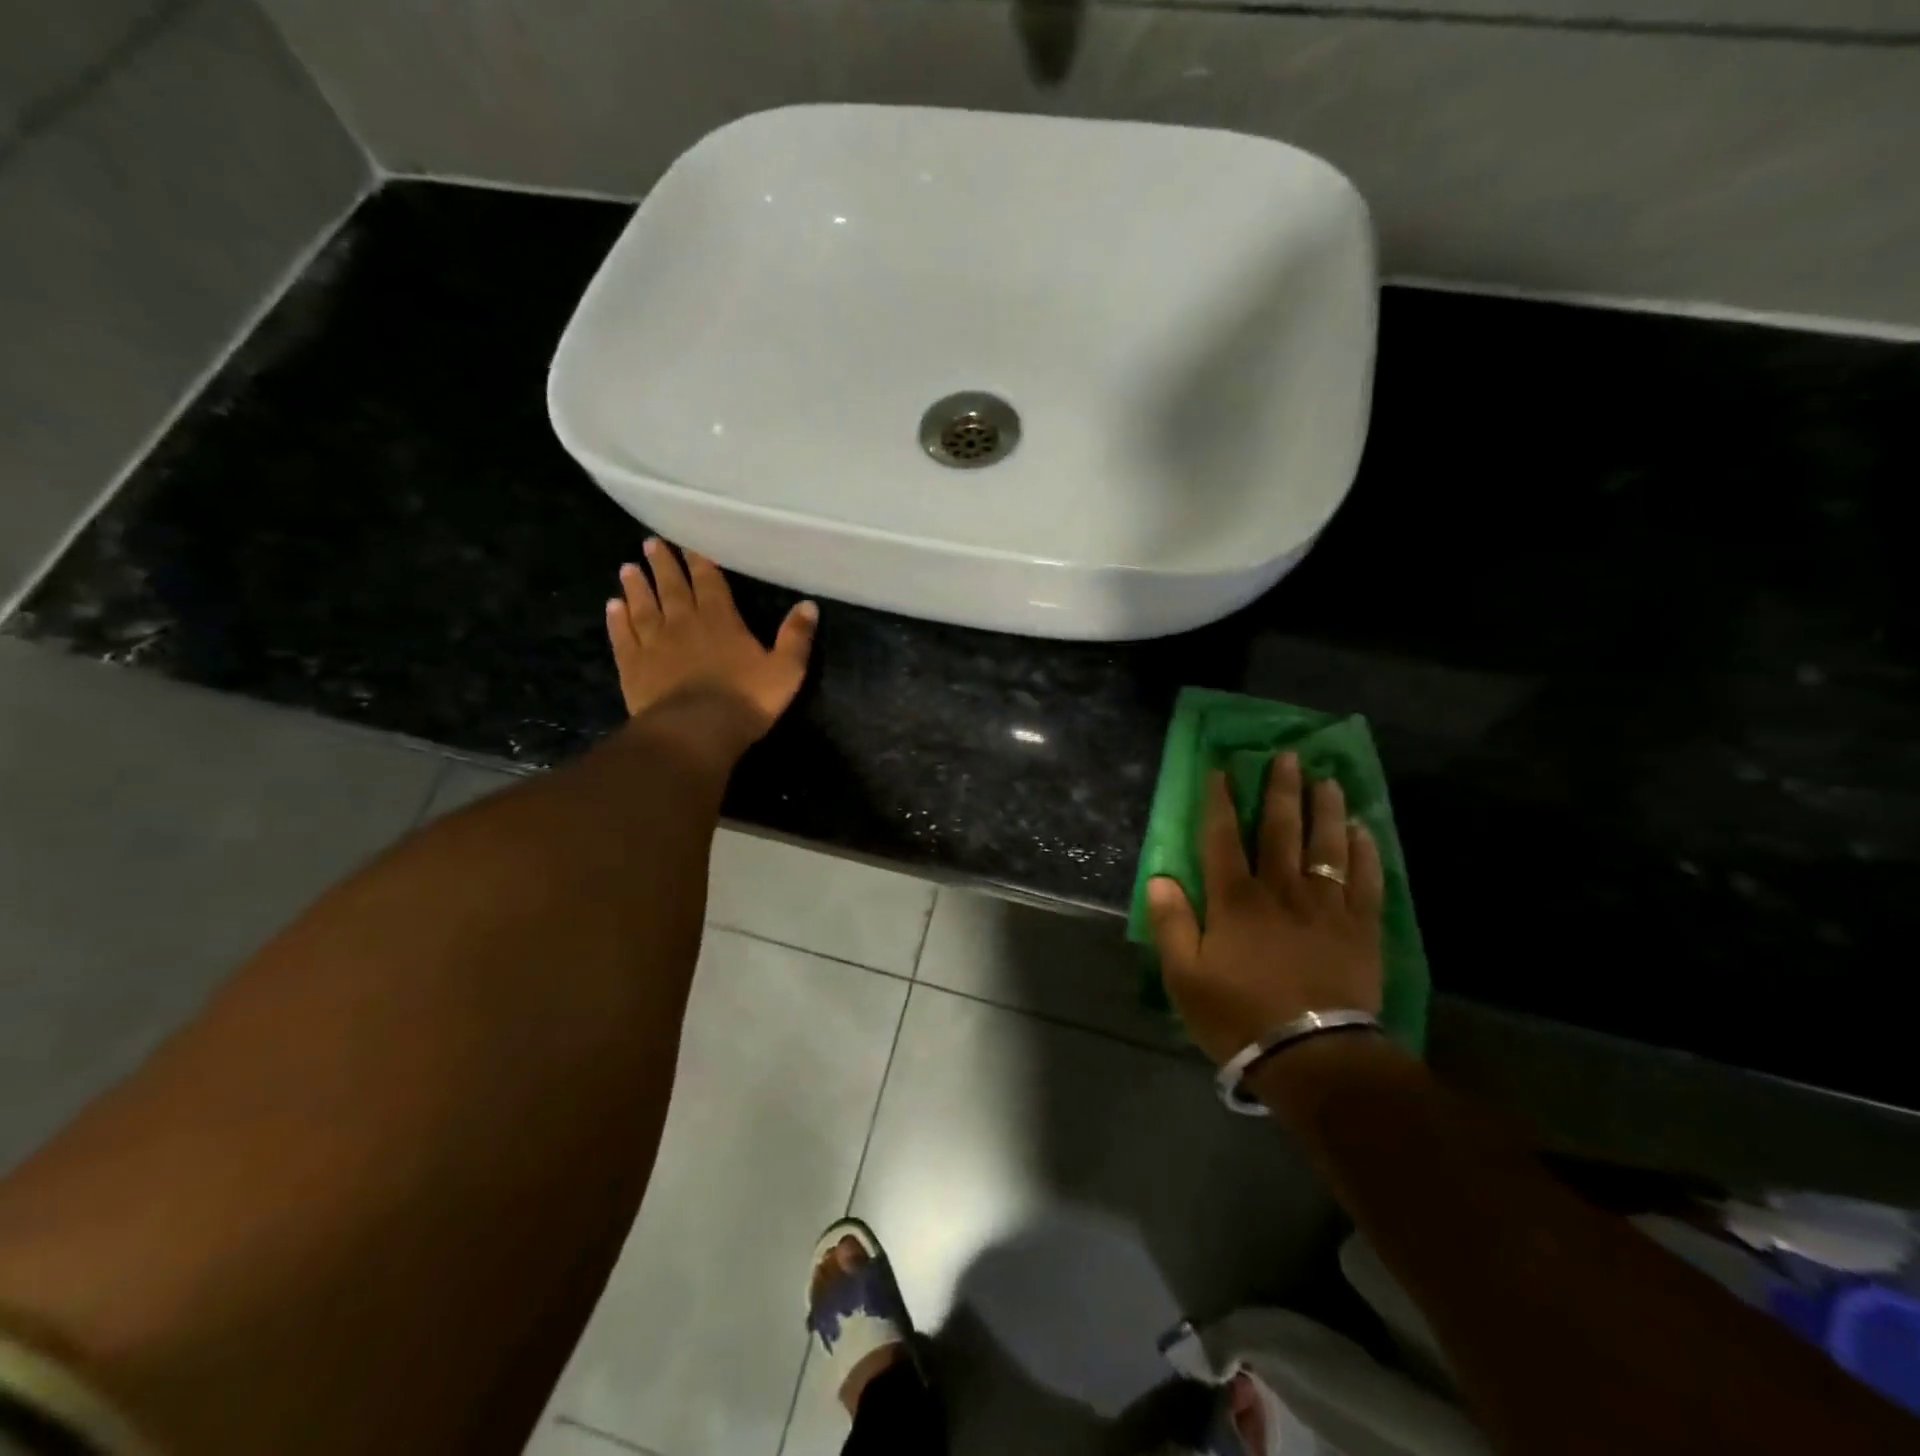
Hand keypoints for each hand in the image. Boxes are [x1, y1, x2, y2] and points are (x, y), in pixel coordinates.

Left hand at [605, 539, 817, 759]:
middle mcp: (683, 623)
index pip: (709, 582)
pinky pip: (623, 636)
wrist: (696, 731)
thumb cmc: (746, 700)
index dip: (700, 562)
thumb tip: (809, 604)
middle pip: (672, 588)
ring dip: (636, 587)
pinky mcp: (633, 666)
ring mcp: (654, 644)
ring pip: (643, 607)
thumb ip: (796, 637)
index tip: (688, 544)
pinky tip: (612, 607)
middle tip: (650, 544)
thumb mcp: (786, 670)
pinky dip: (617, 620)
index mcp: (721, 620)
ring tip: (628, 568)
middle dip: (663, 565)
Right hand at [1147, 755, 1384, 1066]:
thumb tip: (1161, 878)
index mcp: (1235, 900)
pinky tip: (1364, 831)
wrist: (1313, 1057)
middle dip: (1281, 790)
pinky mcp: (1360, 929)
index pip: (1222, 838)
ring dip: (1326, 809)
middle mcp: (1281, 890)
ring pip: (1326, 846)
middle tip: (1288, 756)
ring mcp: (1326, 907)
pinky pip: (1366, 881)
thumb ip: (1170, 923)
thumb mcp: (1184, 976)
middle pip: (1280, 830)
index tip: (1221, 769)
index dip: (1219, 801)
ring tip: (1328, 780)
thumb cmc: (1239, 1016)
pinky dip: (1365, 852)